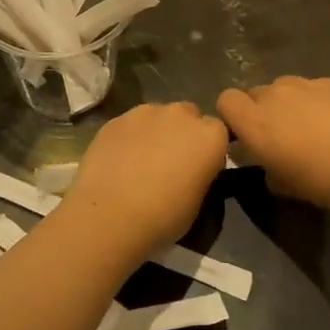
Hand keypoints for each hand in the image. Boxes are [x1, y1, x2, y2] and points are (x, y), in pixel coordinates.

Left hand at [64, 102, 229, 253]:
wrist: (111, 216)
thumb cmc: (164, 217)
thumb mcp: (198, 201)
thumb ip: (200, 174)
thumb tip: (191, 170)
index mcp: (210, 136)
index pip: (218, 132)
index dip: (207, 149)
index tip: (198, 168)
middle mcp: (181, 115)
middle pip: (188, 115)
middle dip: (182, 133)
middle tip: (170, 161)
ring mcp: (145, 112)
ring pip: (156, 116)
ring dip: (155, 131)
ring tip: (140, 160)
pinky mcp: (115, 119)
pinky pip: (129, 124)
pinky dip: (129, 137)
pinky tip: (118, 161)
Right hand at [217, 77, 329, 208]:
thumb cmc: (324, 178)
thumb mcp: (288, 187)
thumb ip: (269, 172)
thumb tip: (271, 168)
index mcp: (255, 122)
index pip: (226, 100)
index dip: (233, 115)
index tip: (245, 135)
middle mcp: (275, 95)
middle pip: (256, 93)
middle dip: (262, 110)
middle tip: (281, 135)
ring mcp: (306, 84)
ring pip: (286, 88)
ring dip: (290, 103)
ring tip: (312, 126)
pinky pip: (316, 88)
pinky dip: (319, 100)